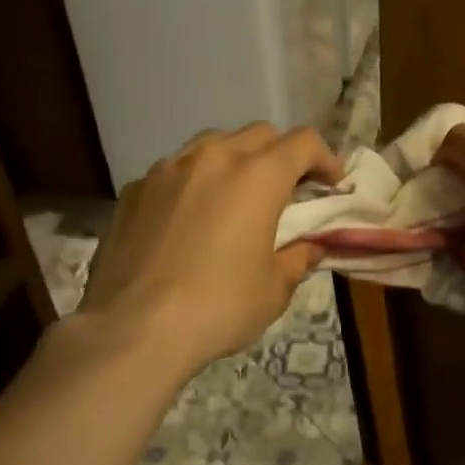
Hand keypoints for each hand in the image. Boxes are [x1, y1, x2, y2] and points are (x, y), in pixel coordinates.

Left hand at [76, 123, 345, 372]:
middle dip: (282, 155)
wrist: (132, 329)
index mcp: (257, 177)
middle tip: (288, 190)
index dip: (325, 158)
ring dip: (235, 161)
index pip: (303, 143)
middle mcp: (213, 158)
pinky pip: (174, 171)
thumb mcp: (274, 289)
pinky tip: (189, 218)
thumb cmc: (218, 307)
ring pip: (212, 144)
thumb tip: (310, 246)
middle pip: (260, 134)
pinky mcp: (134, 190)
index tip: (332, 184)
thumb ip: (298, 257)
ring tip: (236, 196)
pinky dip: (194, 183)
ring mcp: (168, 169)